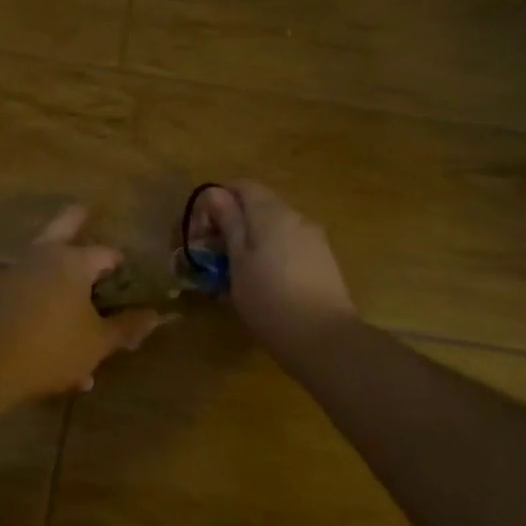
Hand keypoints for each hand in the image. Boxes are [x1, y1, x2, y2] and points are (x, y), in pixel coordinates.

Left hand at [0, 205, 164, 400]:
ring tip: (75, 311)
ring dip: (60, 281)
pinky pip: (26, 295)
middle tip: (85, 211)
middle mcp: (43, 257)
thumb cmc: (51, 347)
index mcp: (74, 262)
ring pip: (43, 267)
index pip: (106, 254)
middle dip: (77, 220)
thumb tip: (155, 315)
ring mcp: (14, 273)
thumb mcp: (97, 343)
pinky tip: (49, 344)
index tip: (129, 274)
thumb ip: (125, 327)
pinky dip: (41, 307)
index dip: (121, 264)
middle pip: (63, 227)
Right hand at [190, 181, 357, 350]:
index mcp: (272, 213)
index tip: (201, 229)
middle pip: (259, 206)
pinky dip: (269, 254)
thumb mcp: (238, 261)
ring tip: (233, 273)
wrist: (324, 339)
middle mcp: (297, 217)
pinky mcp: (323, 261)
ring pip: (274, 228)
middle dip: (232, 223)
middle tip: (211, 255)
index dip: (217, 200)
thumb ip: (228, 223)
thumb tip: (215, 193)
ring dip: (250, 241)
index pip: (242, 186)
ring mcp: (314, 239)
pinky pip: (289, 246)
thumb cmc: (269, 299)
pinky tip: (261, 283)